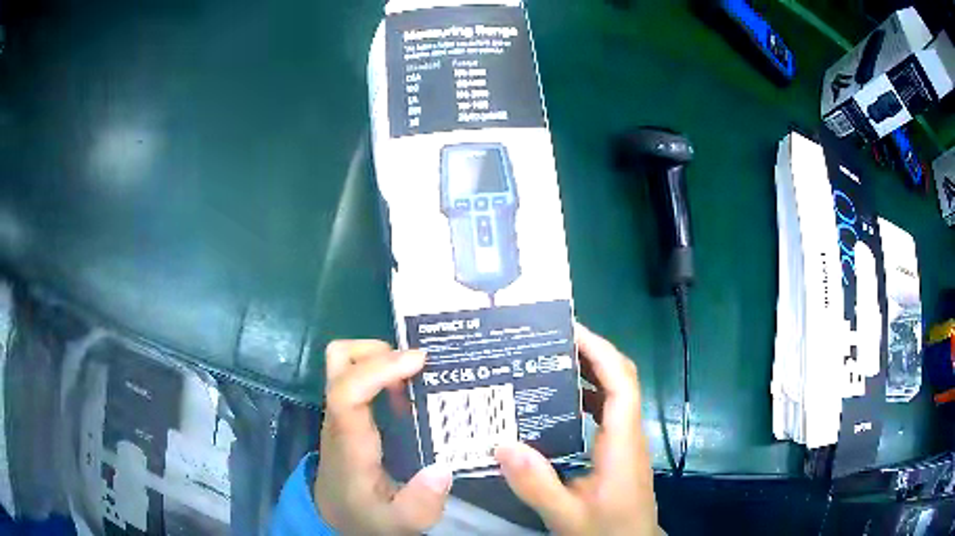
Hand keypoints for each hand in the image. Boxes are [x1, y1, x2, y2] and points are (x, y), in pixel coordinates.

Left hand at [314, 340, 452, 533]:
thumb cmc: (366, 516)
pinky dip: (383, 372)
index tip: (419, 361)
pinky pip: (359, 377)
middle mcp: (339, 419)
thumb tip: (443, 469)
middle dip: (379, 352)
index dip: (379, 368)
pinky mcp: (349, 415)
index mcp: (349, 442)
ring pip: (345, 363)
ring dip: (382, 359)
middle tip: (418, 367)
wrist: (337, 516)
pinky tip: (409, 393)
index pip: (346, 391)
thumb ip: (420, 503)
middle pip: (338, 361)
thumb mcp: (399, 521)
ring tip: (417, 377)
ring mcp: (341, 413)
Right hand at [495, 324, 659, 534]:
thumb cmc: (605, 530)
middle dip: (592, 352)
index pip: (621, 382)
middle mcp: (629, 433)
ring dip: (590, 371)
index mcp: (622, 442)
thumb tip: (503, 444)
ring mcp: (626, 441)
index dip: (600, 350)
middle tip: (551, 339)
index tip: (569, 329)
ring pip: (616, 393)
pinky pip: (607, 411)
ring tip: (550, 362)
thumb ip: (536, 484)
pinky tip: (559, 403)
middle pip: (621, 378)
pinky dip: (587, 396)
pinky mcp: (619, 449)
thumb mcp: (566, 514)